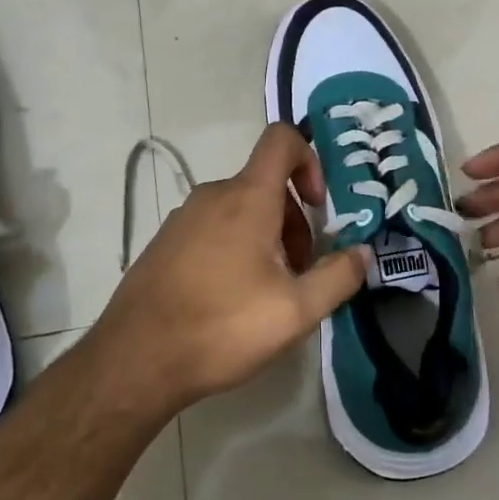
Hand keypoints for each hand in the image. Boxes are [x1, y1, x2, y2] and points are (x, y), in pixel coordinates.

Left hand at [91, 123, 369, 417]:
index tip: (319, 207)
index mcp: (247, 197)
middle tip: (300, 272)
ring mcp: (183, 218)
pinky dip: (234, 247)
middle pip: (266, 184)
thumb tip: (362, 252)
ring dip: (266, 238)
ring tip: (267, 292)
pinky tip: (230, 299)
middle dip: (294, 220)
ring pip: (239, 209)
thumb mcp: (296, 311)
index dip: (310, 159)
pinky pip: (212, 228)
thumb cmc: (223, 326)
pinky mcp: (164, 242)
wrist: (135, 359)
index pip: (281, 140)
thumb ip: (337, 277)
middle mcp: (213, 195)